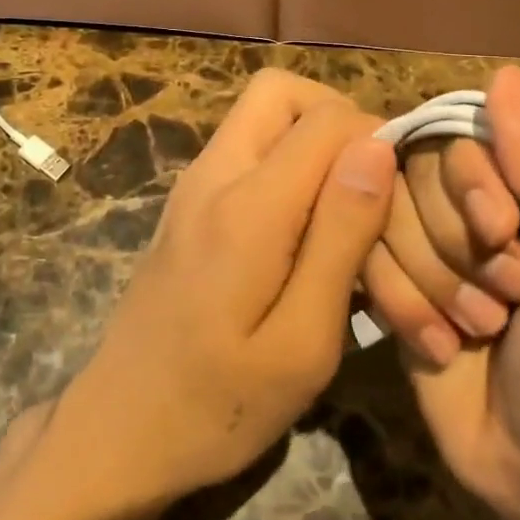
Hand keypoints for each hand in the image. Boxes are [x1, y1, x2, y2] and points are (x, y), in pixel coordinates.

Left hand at [60, 69, 396, 510]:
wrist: (119, 428)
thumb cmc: (220, 404)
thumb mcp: (303, 339)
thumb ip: (340, 236)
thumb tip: (377, 147)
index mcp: (248, 206)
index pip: (327, 119)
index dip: (376, 139)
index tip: (400, 193)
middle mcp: (214, 173)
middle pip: (280, 91)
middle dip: (336, 120)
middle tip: (369, 185)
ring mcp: (193, 184)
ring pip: (261, 115)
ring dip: (310, 140)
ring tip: (344, 210)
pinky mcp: (188, 202)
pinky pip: (245, 148)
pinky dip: (284, 162)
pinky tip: (304, 230)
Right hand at [364, 136, 519, 361]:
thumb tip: (507, 82)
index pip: (469, 131)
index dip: (470, 176)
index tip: (498, 231)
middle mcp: (480, 195)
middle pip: (420, 165)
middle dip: (454, 239)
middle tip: (505, 298)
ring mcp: (432, 236)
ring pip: (384, 208)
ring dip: (431, 279)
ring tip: (480, 327)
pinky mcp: (396, 276)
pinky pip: (364, 255)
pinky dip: (404, 306)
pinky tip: (443, 346)